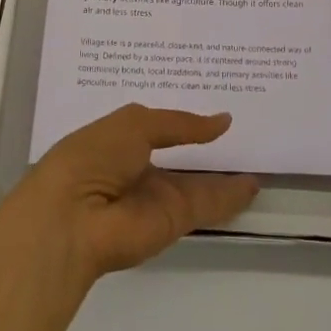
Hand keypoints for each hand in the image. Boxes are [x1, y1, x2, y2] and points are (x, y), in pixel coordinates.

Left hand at [0, 106, 259, 289]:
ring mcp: (157, 197)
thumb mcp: (135, 124)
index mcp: (120, 141)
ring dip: (224, 176)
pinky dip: (231, 197)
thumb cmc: (93, 156)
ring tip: (257, 159)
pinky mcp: (174, 222)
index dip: (182, 120)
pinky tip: (254, 185)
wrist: (73, 218)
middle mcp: (140, 170)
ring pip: (198, 184)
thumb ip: (180, 124)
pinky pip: (207, 205)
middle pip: (180, 159)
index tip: (209, 108)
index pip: (158, 128)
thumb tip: (221, 121)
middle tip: (243, 131)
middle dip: (205, 148)